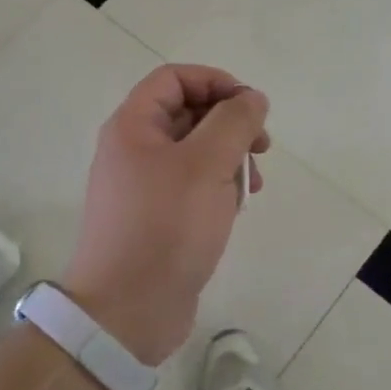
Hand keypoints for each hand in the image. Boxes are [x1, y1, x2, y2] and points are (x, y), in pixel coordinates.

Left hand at [60, 65, 271, 364]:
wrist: (127, 311)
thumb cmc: (166, 227)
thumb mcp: (207, 165)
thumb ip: (234, 122)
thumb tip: (252, 97)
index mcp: (133, 126)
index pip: (174, 78)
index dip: (216, 82)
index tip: (252, 107)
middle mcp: (134, 149)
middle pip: (187, 113)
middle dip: (230, 124)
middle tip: (262, 147)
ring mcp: (144, 186)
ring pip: (195, 152)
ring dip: (230, 159)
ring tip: (254, 185)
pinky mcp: (157, 218)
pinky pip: (192, 186)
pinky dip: (218, 188)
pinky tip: (236, 210)